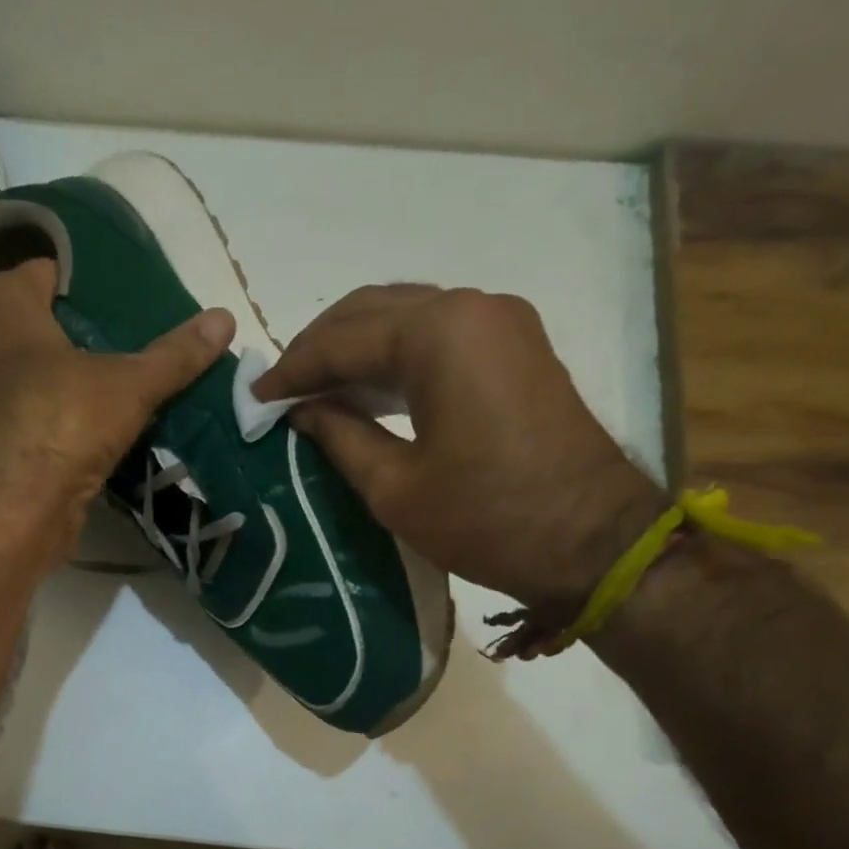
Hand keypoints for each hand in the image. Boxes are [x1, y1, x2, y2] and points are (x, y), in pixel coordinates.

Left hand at [0, 259, 233, 541]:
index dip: (84, 280)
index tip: (125, 294)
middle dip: (78, 331)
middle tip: (129, 338)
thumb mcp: (129, 384)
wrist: (8, 510)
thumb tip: (226, 317)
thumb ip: (174, 354)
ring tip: (118, 382)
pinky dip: (54, 416)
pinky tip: (91, 427)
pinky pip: (27, 414)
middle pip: (36, 324)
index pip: (44, 271)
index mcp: (0, 304)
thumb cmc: (61, 420)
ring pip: (28, 374)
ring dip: (65, 379)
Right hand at [252, 285, 662, 611]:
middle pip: (373, 311)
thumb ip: (339, 436)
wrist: (593, 542)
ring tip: (315, 391)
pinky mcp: (517, 346)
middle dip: (320, 348)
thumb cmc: (487, 520)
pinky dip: (396, 357)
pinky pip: (440, 335)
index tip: (255, 397)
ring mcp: (501, 322)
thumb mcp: (395, 487)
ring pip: (406, 317)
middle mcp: (471, 306)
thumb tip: (300, 410)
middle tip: (282, 390)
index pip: (342, 338)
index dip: (292, 369)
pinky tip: (368, 390)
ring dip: (357, 349)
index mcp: (438, 333)